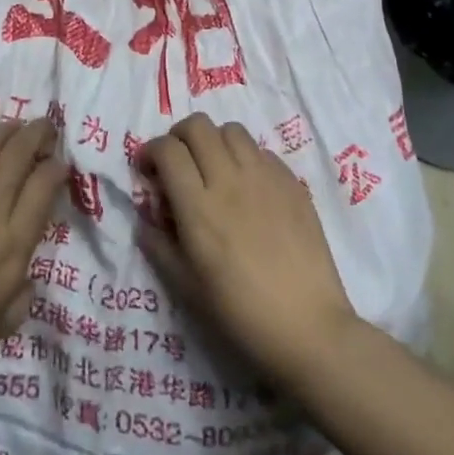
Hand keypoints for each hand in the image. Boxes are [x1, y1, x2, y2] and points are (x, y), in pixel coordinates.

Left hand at [0, 119, 66, 384]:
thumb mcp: (1, 325)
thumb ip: (22, 297)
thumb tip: (28, 276)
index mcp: (13, 243)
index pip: (43, 189)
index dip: (55, 168)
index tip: (59, 162)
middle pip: (17, 158)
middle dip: (36, 135)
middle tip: (44, 125)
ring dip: (1, 133)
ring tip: (12, 124)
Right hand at [139, 113, 357, 386]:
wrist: (308, 328)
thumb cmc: (240, 313)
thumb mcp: (186, 287)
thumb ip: (159, 246)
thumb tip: (145, 220)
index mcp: (198, 207)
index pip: (167, 149)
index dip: (150, 151)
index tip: (148, 170)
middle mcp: (230, 181)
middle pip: (198, 126)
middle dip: (179, 137)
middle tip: (178, 163)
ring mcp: (265, 178)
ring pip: (232, 130)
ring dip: (214, 141)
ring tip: (214, 168)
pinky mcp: (293, 184)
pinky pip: (263, 151)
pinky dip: (246, 158)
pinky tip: (248, 187)